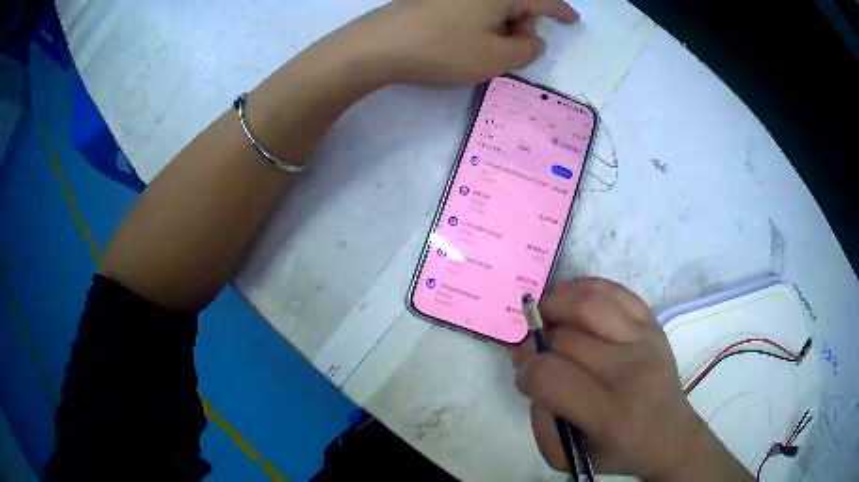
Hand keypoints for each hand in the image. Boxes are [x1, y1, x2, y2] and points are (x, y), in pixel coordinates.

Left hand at [334, 0, 579, 86]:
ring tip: (478, 53)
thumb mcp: (496, 58)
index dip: (561, 12)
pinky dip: (476, 26)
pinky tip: (459, 42)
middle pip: (517, 5)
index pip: (543, 0)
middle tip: (508, 56)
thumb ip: (527, 51)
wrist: (376, 46)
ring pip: (492, 9)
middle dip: (521, 29)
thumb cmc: (442, 49)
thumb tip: (534, 40)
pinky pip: (469, 10)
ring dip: (497, 30)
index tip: (573, 19)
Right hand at [512, 278, 749, 480]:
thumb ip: (541, 420)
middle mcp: (631, 371)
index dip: (526, 371)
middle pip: (566, 339)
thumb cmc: (619, 452)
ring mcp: (646, 341)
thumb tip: (535, 370)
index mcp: (610, 413)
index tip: (524, 376)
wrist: (669, 436)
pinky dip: (585, 287)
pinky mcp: (653, 325)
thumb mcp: (569, 458)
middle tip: (529, 350)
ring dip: (556, 303)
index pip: (551, 375)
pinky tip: (570, 297)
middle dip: (534, 342)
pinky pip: (616, 291)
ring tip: (545, 315)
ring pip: (590, 304)